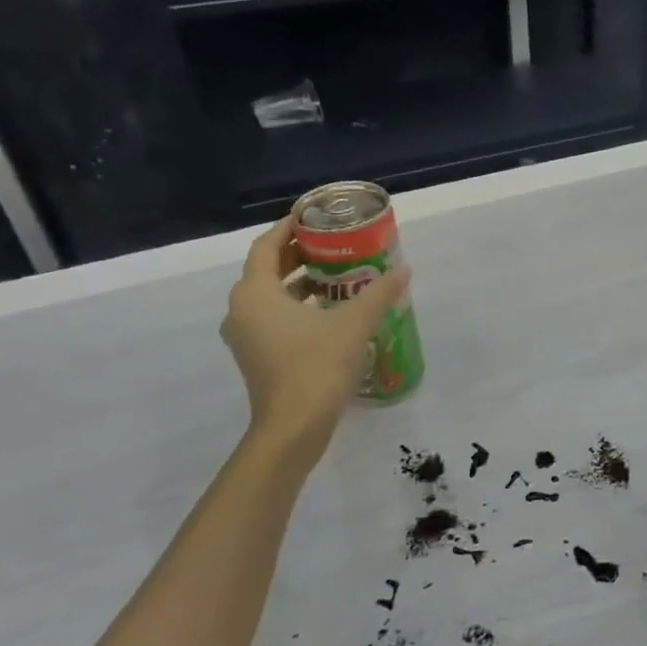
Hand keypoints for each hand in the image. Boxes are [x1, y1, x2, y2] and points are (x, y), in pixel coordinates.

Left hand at [220, 216, 410, 451]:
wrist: (293, 428)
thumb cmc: (316, 367)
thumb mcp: (354, 324)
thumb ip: (379, 293)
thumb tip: (404, 269)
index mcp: (255, 293)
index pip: (266, 246)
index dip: (289, 227)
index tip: (314, 216)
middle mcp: (242, 310)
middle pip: (267, 269)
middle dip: (298, 254)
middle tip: (334, 244)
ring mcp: (246, 336)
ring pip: (269, 295)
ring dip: (299, 282)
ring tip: (336, 275)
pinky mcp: (256, 356)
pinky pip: (272, 317)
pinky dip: (295, 306)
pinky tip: (329, 311)